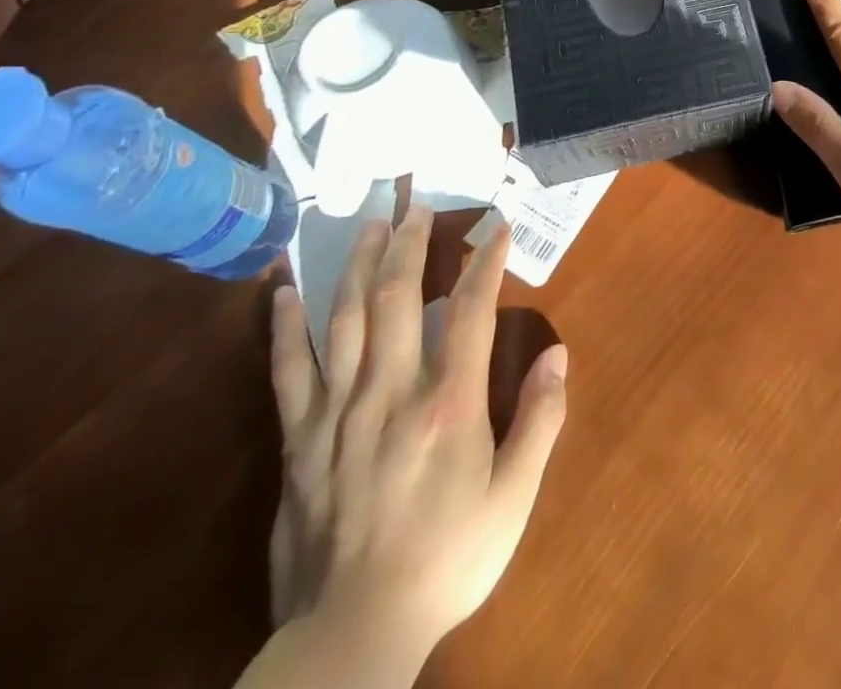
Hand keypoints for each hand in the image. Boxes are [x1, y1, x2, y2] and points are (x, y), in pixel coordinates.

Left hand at [267, 210, 567, 670]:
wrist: (352, 637)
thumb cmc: (447, 560)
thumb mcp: (512, 499)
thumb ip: (539, 422)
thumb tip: (558, 354)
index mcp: (449, 404)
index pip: (473, 309)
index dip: (487, 261)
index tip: (496, 226)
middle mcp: (392, 392)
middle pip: (399, 297)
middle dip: (412, 243)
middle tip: (419, 204)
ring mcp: (338, 412)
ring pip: (345, 319)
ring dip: (359, 263)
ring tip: (370, 223)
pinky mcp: (300, 439)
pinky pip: (288, 371)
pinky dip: (284, 326)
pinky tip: (282, 290)